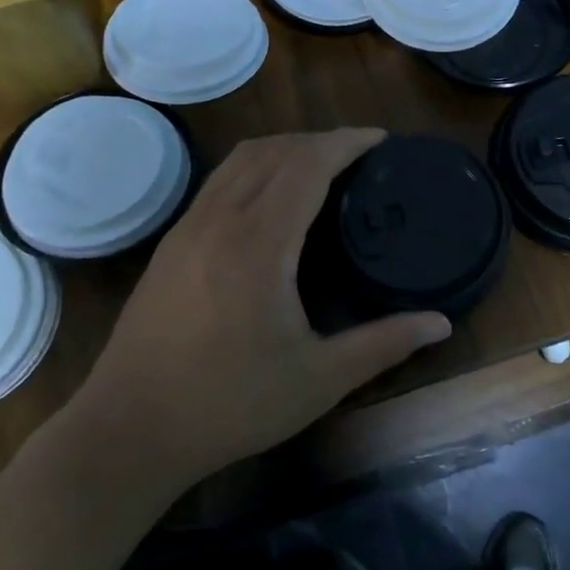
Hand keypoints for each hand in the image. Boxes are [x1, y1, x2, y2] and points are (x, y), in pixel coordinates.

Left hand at [73, 128, 452, 488]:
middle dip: (320, 141)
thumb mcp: (317, 380)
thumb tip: (441, 324)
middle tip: (359, 156)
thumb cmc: (229, 405)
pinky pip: (219, 180)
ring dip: (284, 148)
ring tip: (319, 166)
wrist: (129, 429)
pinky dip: (254, 168)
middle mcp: (220, 219)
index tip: (380, 140)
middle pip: (275, 150)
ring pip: (240, 160)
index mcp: (260, 244)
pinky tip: (269, 199)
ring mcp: (188, 227)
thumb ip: (383, 345)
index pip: (307, 164)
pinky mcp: (170, 242)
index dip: (346, 142)